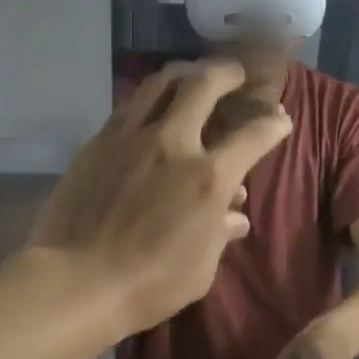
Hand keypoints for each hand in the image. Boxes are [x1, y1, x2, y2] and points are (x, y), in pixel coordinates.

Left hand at [28, 61, 290, 335]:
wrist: (78, 280)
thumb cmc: (150, 285)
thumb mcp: (201, 268)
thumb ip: (220, 233)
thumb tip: (234, 216)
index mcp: (207, 178)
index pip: (252, 136)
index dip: (273, 124)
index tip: (280, 120)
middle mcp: (172, 143)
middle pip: (204, 84)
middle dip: (228, 73)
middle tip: (237, 74)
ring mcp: (129, 137)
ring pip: (160, 83)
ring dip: (185, 74)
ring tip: (194, 77)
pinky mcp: (97, 143)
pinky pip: (129, 106)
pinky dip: (150, 100)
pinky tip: (152, 110)